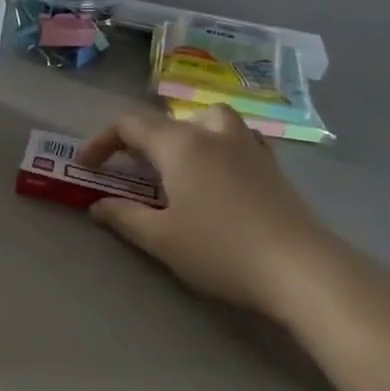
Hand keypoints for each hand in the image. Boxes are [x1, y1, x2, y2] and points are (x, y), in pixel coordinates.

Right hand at [78, 105, 342, 321]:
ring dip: (183, 133)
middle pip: (168, 120)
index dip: (102, 141)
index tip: (87, 167)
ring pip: (208, 120)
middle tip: (130, 170)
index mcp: (179, 144)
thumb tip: (98, 205)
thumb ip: (123, 216)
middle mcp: (212, 133)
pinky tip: (219, 172)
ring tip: (176, 163)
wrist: (302, 270)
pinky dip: (217, 145)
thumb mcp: (160, 239)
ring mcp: (248, 146)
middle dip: (141, 140)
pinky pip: (236, 138)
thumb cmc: (221, 250)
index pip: (129, 125)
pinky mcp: (272, 166)